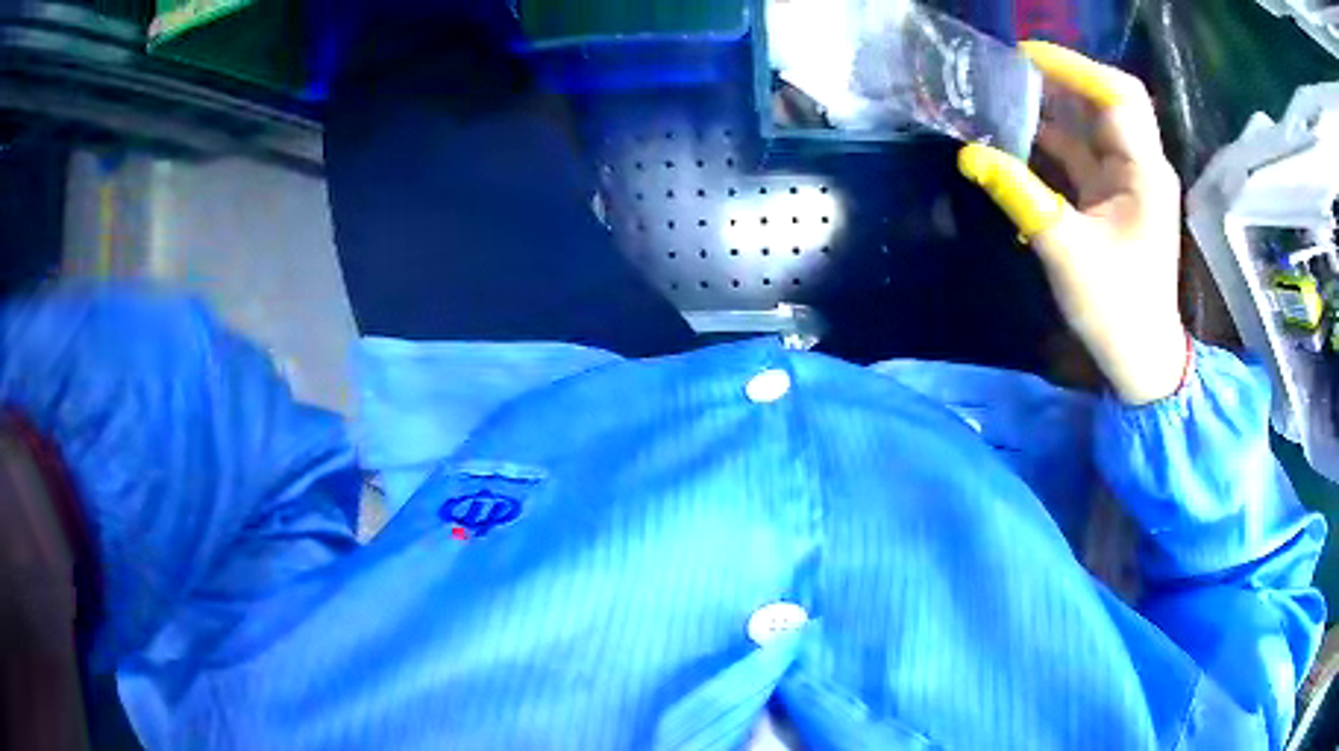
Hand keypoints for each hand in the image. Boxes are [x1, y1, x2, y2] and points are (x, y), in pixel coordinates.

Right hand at [957, 41, 1187, 405]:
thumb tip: (970, 154)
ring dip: (1053, 107)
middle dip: (1060, 80)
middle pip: (1105, 101)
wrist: (1142, 359)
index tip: (1024, 57)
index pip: (1117, 95)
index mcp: (1144, 172)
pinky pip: (1083, 153)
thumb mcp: (1066, 251)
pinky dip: (1054, 140)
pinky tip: (1020, 137)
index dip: (1074, 67)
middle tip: (1009, 73)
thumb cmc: (1117, 310)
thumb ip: (1020, 196)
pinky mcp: (1115, 198)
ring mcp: (1129, 182)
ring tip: (1006, 96)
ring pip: (1092, 124)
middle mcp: (1141, 166)